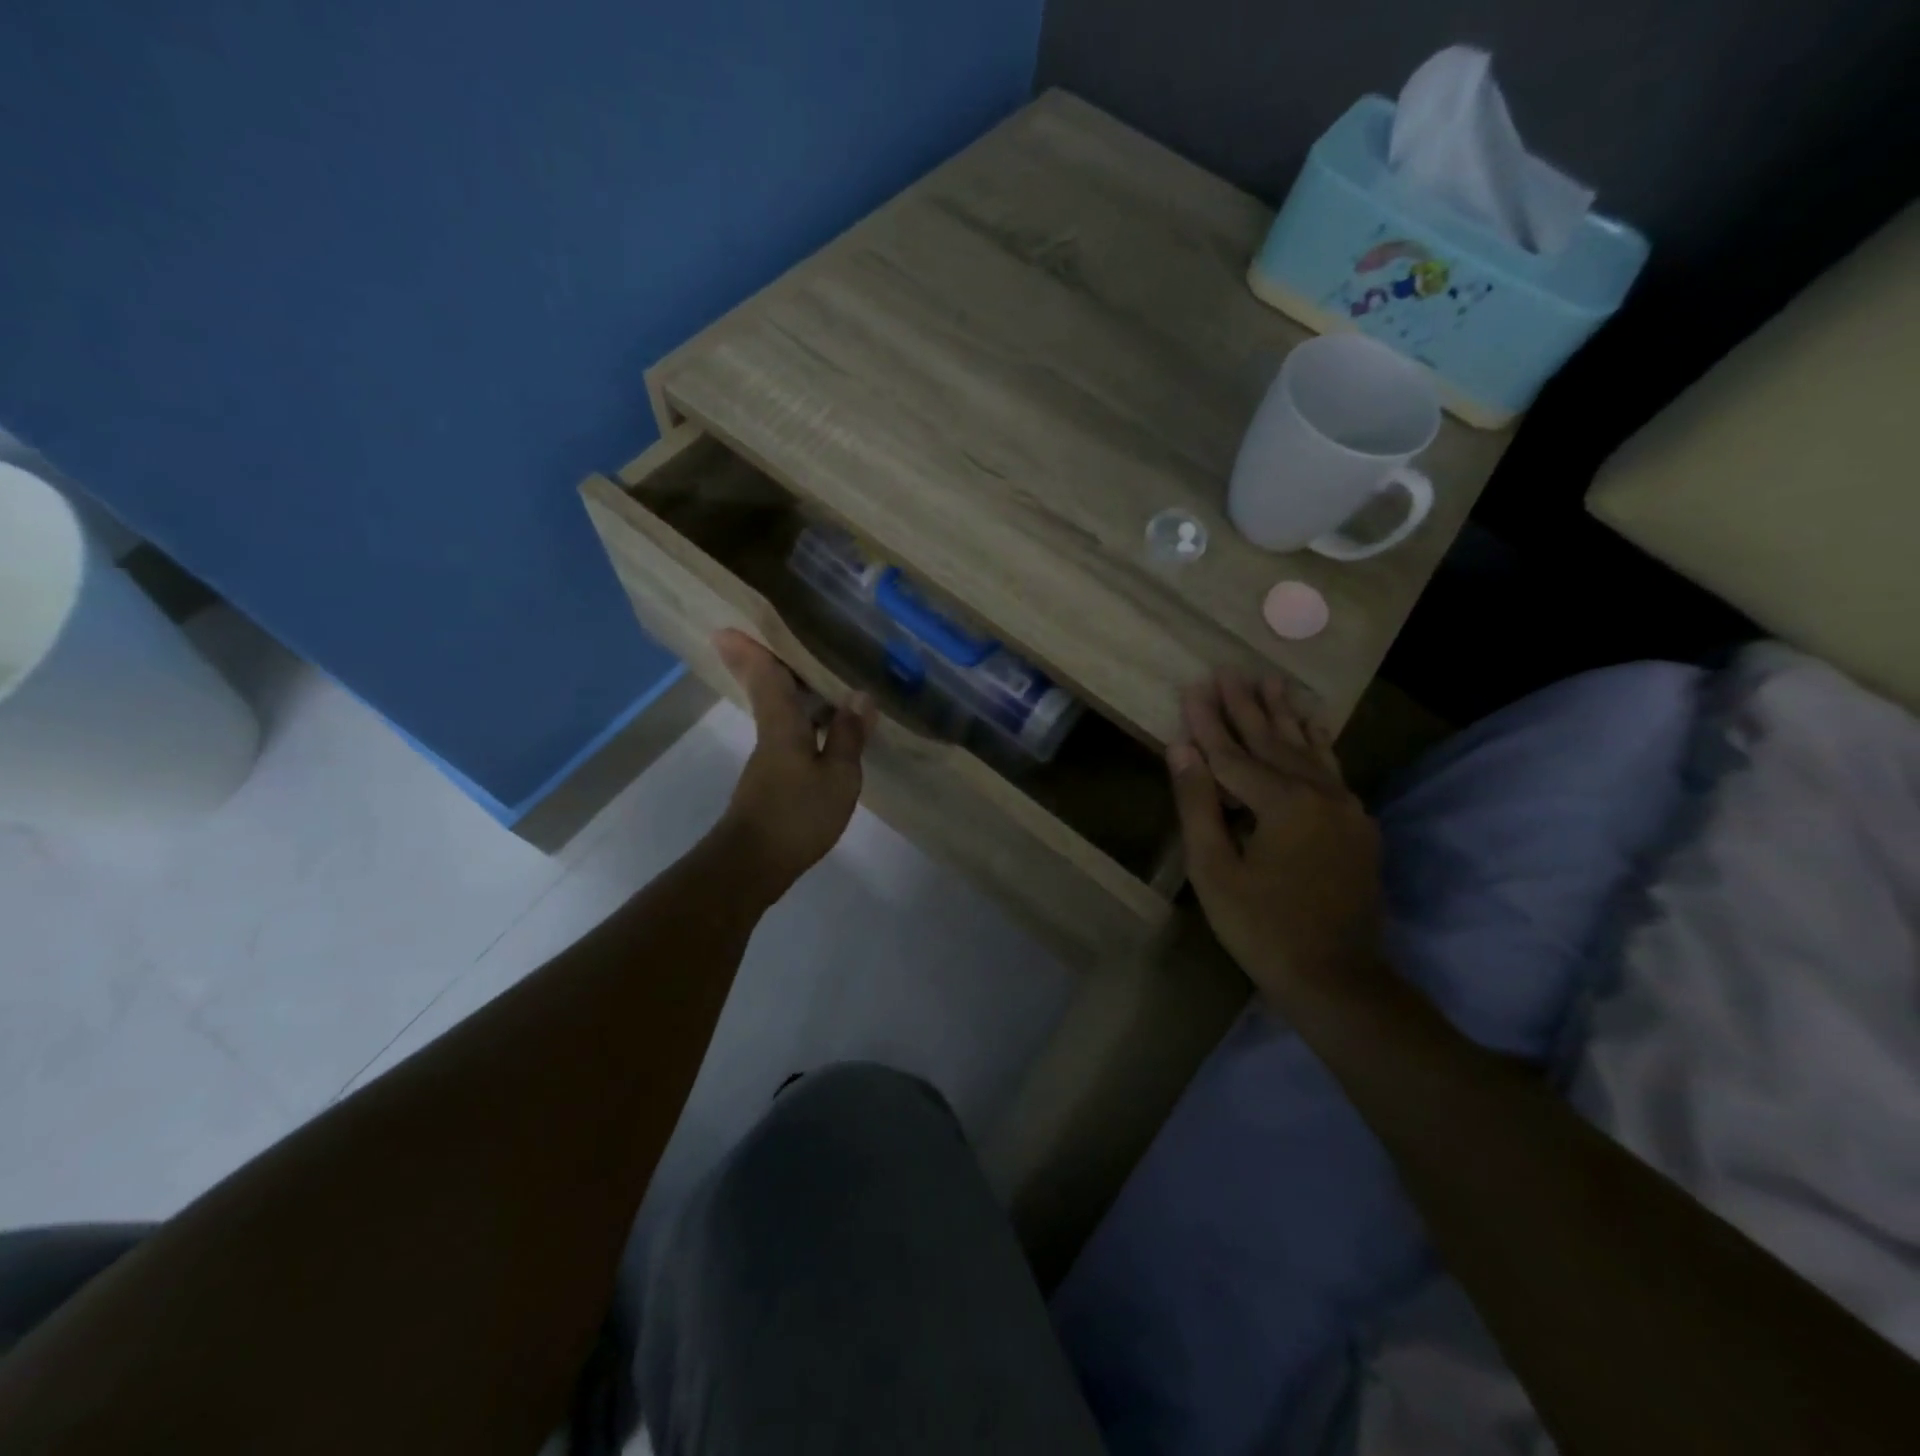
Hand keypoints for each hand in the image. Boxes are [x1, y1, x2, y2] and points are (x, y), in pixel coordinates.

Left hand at [712, 630, 873, 894]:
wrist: (753, 864)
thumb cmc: (796, 815)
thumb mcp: (838, 776)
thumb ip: (849, 736)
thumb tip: (860, 695)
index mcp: (782, 725)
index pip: (765, 677)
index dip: (751, 650)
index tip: (730, 626)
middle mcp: (770, 735)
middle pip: (767, 690)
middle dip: (767, 664)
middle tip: (780, 639)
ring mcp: (769, 759)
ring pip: (778, 712)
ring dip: (790, 692)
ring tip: (818, 676)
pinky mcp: (772, 781)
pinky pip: (788, 735)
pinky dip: (803, 721)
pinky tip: (825, 727)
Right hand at [1168, 670, 1385, 1009]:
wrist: (1336, 978)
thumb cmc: (1261, 928)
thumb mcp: (1214, 870)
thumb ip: (1198, 804)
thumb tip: (1181, 748)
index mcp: (1282, 803)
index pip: (1233, 754)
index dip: (1207, 722)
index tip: (1191, 687)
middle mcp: (1320, 794)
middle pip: (1273, 741)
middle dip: (1246, 706)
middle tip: (1228, 670)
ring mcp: (1346, 808)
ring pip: (1308, 749)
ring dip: (1285, 715)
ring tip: (1271, 681)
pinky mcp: (1357, 825)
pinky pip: (1332, 770)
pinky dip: (1318, 743)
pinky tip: (1313, 726)